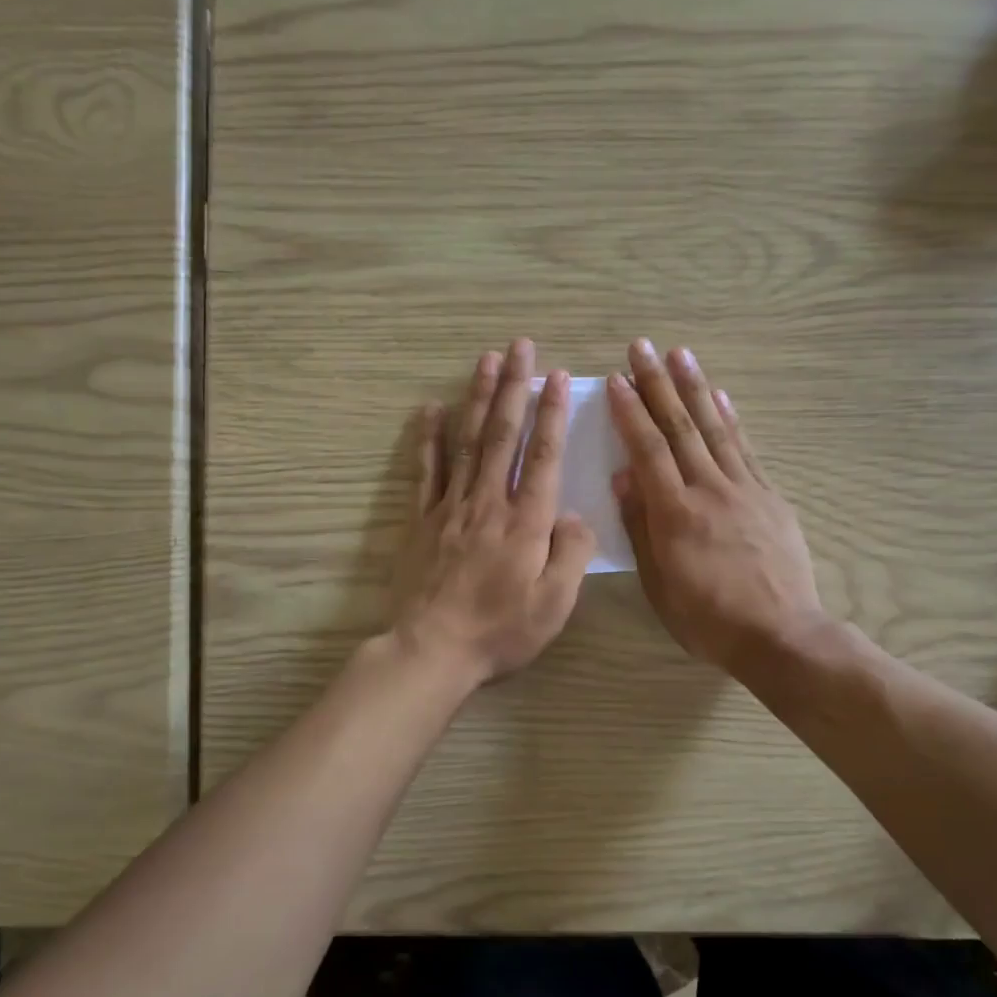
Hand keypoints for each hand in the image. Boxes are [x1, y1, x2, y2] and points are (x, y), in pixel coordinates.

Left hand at [390, 340, 597, 686]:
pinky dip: (428, 437)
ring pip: (466, 441)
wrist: (432, 649)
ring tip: (485, 360)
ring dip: (478, 398)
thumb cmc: (500, 630)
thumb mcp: (555, 603)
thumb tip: (574, 515)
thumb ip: (571, 553)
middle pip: (503, 435)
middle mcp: (489, 502)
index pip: (542, 455)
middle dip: (514, 387)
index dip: (551, 413)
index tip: (557, 376)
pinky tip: (431, 408)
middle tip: (520, 346)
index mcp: (526, 521)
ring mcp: (451, 507)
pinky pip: (425, 470)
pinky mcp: (422, 520)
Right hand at [607, 338, 823, 672]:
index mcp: (676, 514)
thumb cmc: (708, 619)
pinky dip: (732, 419)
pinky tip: (721, 396)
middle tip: (642, 347)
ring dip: (695, 388)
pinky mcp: (770, 496)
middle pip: (680, 428)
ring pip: (715, 428)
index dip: (631, 413)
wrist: (780, 635)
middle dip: (658, 385)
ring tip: (680, 354)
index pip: (648, 451)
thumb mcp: (659, 584)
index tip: (616, 380)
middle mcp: (709, 490)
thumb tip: (623, 476)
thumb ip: (641, 527)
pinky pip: (746, 449)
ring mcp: (744, 489)